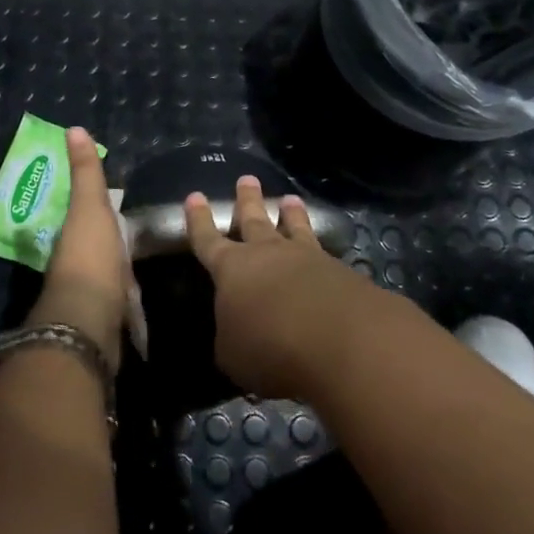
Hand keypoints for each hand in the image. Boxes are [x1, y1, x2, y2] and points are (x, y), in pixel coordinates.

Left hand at [31, 127, 136, 370]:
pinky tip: (146, 302)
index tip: (113, 198)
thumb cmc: (90, 257)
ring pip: (108, 274)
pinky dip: (130, 302)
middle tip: (134, 230)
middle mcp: (77, 263)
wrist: (91, 322)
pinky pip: (121, 303)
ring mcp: (92, 294)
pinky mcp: (110, 320)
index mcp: (73, 235)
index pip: (84, 215)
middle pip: (95, 245)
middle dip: (109, 239)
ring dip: (120, 271)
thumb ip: (85, 173)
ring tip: (144, 262)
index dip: (95, 205)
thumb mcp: (89, 207)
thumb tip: (73, 128)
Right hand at [184, 175, 384, 400]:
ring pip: (294, 227)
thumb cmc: (269, 345)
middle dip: (247, 200)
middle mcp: (267, 253)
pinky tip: (325, 251)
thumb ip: (231, 337)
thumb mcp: (233, 354)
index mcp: (231, 268)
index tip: (195, 196)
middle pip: (254, 220)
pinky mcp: (339, 271)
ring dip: (291, 214)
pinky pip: (323, 252)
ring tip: (290, 199)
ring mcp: (306, 258)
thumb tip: (236, 332)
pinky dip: (320, 247)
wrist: (338, 338)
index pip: (207, 239)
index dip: (199, 220)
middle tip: (247, 179)